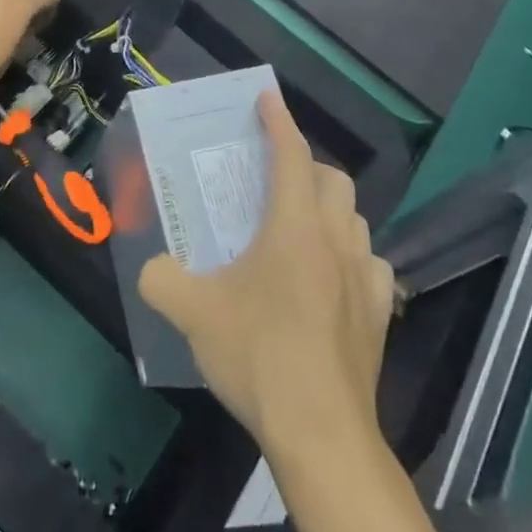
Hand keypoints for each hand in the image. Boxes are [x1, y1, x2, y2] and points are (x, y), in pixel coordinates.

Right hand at [139, 91, 393, 452]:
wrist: (321, 432)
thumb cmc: (258, 356)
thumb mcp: (192, 313)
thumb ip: (161, 279)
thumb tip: (151, 268)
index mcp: (295, 225)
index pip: (291, 154)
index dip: (278, 120)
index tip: (267, 98)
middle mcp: (336, 239)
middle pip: (334, 180)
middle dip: (307, 167)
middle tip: (275, 181)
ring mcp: (365, 276)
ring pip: (356, 219)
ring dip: (332, 210)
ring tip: (302, 229)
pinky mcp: (380, 313)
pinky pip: (371, 264)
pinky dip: (352, 256)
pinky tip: (333, 279)